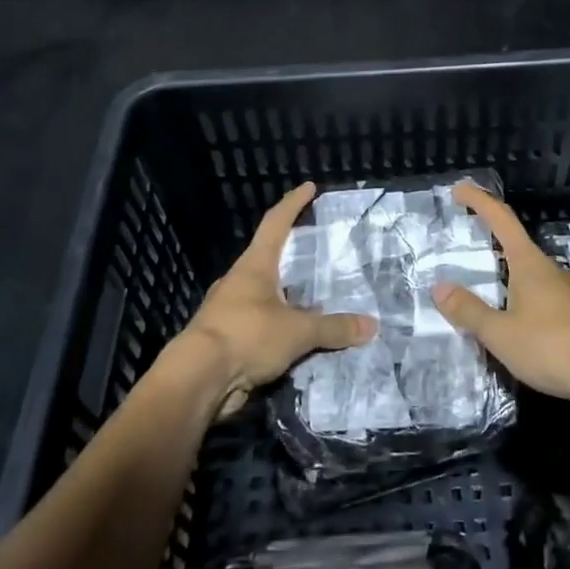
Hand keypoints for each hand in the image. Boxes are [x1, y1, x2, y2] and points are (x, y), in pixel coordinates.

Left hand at [174, 182, 373, 417]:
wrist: (197, 380)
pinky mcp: (228, 339)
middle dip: (292, 253)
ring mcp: (230, 310)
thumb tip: (372, 326)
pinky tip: (298, 336)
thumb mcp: (298, 331)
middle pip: (268, 257)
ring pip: (265, 295)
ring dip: (287, 295)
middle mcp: (240, 282)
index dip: (293, 204)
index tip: (309, 187)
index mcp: (254, 266)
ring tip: (316, 298)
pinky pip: (260, 325)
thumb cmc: (246, 336)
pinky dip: (280, 326)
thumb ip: (334, 328)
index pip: (276, 223)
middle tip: (319, 250)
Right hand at [432, 182, 569, 418]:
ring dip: (507, 279)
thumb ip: (469, 311)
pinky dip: (523, 304)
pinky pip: (543, 302)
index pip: (502, 220)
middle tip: (466, 247)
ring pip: (531, 277)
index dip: (480, 202)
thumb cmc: (549, 345)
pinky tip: (513, 326)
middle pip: (517, 247)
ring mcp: (569, 294)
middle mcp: (551, 271)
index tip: (460, 189)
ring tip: (484, 294)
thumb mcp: (499, 332)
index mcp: (530, 264)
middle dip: (492, 242)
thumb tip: (440, 288)